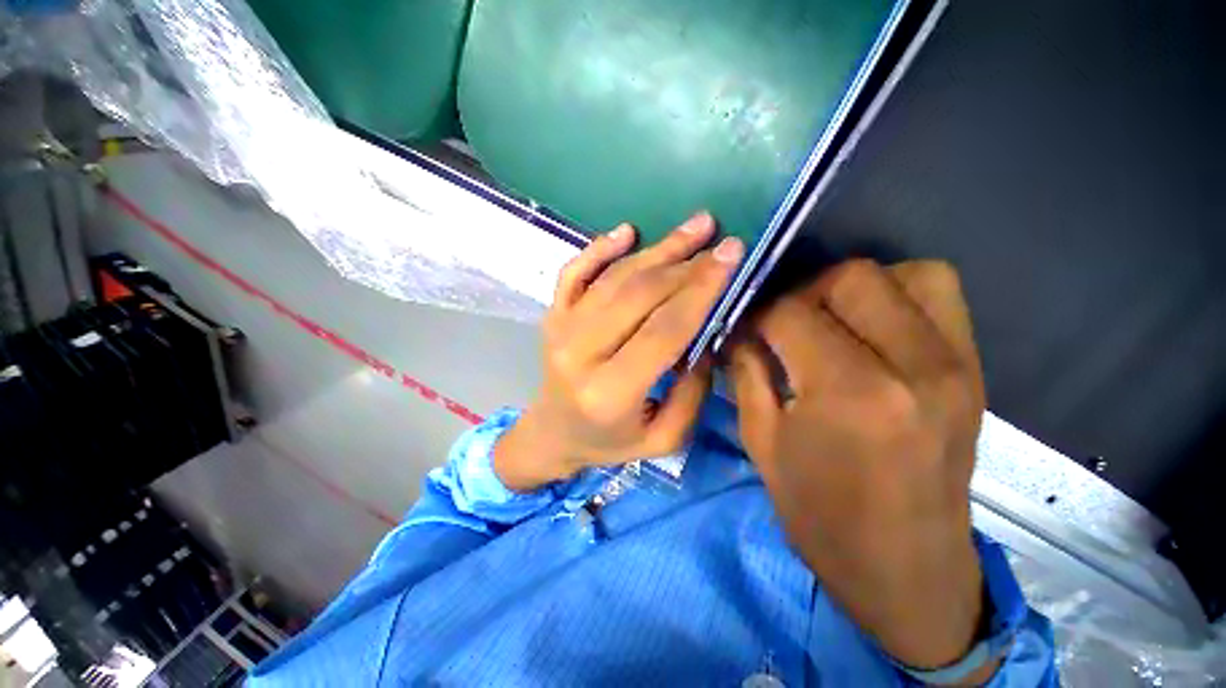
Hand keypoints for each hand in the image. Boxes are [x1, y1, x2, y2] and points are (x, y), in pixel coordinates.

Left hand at [495, 213, 743, 491]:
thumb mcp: (663, 439)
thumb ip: (692, 393)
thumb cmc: (609, 441)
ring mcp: (561, 328)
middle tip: (723, 244)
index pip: (663, 330)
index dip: (700, 290)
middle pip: (640, 295)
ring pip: (614, 277)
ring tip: (697, 226)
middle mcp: (580, 353)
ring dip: (658, 248)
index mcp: (610, 391)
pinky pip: (574, 272)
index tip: (732, 258)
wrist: (552, 433)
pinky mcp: (552, 315)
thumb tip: (707, 337)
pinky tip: (628, 232)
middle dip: (688, 265)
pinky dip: (600, 247)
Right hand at [728, 260, 991, 678]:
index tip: (744, 328)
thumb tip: (739, 328)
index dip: (758, 313)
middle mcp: (913, 365)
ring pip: (905, 273)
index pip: (791, 313)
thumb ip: (747, 371)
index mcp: (850, 393)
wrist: (906, 571)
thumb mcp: (761, 442)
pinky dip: (899, 294)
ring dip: (854, 288)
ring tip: (830, 321)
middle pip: (850, 278)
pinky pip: (941, 295)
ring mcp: (956, 364)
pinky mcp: (975, 369)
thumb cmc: (821, 515)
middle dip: (802, 293)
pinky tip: (872, 327)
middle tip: (783, 324)